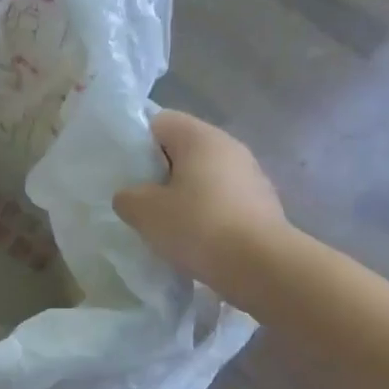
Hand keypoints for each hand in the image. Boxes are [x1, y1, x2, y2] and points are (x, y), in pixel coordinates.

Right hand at [113, 111, 289, 294]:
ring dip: (183, 195)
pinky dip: (205, 213)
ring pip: (203, 177)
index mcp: (200, 137)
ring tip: (165, 224)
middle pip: (183, 149)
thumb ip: (127, 197)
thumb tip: (131, 196)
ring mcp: (251, 176)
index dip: (137, 143)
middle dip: (159, 173)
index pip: (160, 122)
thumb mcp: (143, 212)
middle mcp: (230, 147)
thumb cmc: (197, 226)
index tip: (126, 173)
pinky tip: (194, 238)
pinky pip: (222, 200)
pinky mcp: (262, 205)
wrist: (261, 266)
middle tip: (140, 201)